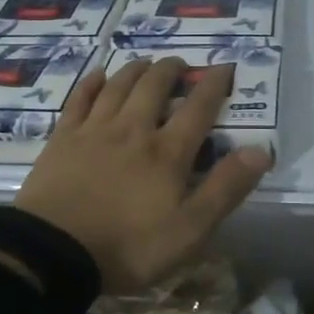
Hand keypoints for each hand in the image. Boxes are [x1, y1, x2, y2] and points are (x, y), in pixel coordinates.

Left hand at [14, 56, 272, 291]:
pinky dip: (92, 83)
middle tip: (180, 64)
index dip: (214, 85)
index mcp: (167, 152)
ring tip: (146, 63)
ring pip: (118, 86)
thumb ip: (225, 189)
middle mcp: (133, 130)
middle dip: (171, 71)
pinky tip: (99, 75)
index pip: (198, 109)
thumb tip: (260, 150)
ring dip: (135, 69)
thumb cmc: (128, 246)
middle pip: (154, 87)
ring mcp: (94, 131)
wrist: (54, 251)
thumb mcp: (189, 230)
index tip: (224, 67)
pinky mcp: (63, 138)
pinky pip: (79, 99)